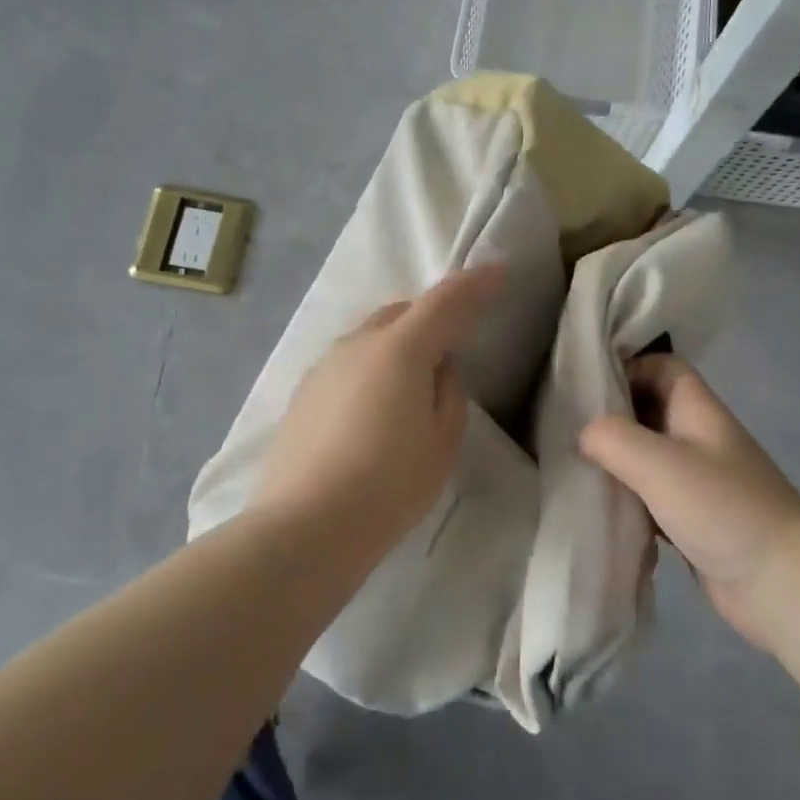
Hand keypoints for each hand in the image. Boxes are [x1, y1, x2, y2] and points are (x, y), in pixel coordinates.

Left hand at [256, 261, 505, 546]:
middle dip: (431, 316)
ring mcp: (324, 366)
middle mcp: (358, 344)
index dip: (475, 283)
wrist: (305, 527)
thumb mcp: (442, 442)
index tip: (497, 271)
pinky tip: (371, 410)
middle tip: (451, 345)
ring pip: (370, 336)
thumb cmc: (389, 486)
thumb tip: (438, 369)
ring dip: (397, 343)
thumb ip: (448, 393)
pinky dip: (369, 369)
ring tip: (409, 385)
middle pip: (402, 312)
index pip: (445, 300)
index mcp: (400, 349)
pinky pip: (348, 363)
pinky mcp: (302, 392)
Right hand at [580, 355, 799, 649]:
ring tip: (574, 465)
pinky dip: (627, 497)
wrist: (782, 584)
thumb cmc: (723, 508)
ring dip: (616, 459)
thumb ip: (613, 439)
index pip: (663, 367)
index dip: (628, 366)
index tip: (586, 385)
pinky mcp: (693, 518)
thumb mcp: (660, 464)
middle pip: (650, 409)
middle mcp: (699, 437)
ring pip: (647, 454)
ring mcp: (698, 480)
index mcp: (698, 410)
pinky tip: (600, 507)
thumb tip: (583, 434)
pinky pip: (651, 495)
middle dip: (612, 414)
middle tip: (568, 425)